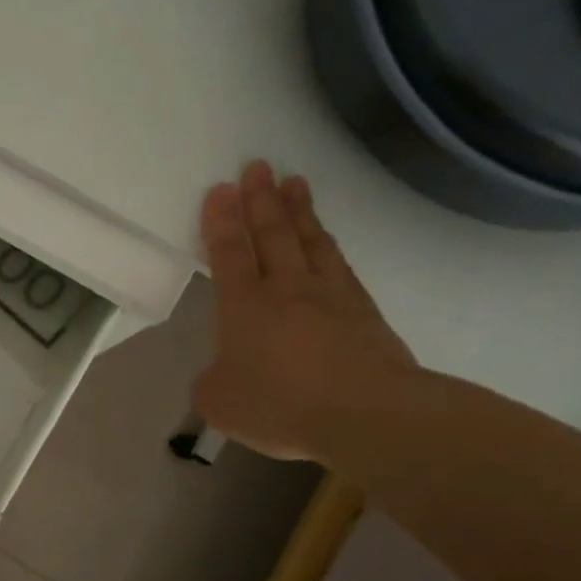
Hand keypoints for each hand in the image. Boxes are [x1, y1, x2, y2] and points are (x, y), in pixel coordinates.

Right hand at [194, 161, 418, 461]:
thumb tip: (221, 375)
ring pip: (310, 242)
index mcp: (244, 306)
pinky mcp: (364, 312)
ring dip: (299, 211)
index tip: (221, 188)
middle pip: (272, 234)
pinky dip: (329, 245)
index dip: (222, 221)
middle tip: (257, 166)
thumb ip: (212, 382)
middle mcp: (286, 289)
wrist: (368, 415)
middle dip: (261, 200)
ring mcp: (330, 296)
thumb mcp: (220, 402)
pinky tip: (327, 239)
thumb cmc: (281, 405)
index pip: (229, 254)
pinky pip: (340, 266)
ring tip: (294, 183)